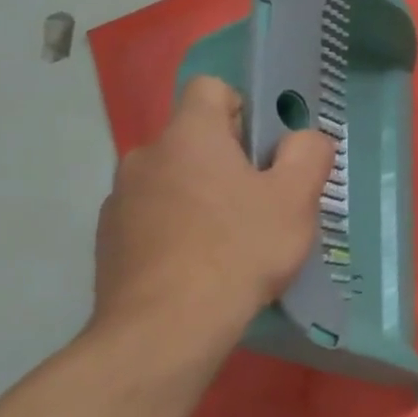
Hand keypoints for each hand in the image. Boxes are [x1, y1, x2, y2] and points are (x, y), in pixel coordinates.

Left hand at [91, 77, 334, 365]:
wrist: (165, 329)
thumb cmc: (239, 250)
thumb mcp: (296, 199)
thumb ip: (308, 154)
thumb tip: (305, 138)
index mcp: (190, 135)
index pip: (211, 88)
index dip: (244, 107)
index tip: (265, 149)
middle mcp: (146, 155)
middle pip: (194, 138)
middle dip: (228, 160)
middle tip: (261, 202)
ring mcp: (120, 199)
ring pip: (173, 179)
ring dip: (200, 195)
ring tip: (230, 241)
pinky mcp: (109, 240)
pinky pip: (152, 216)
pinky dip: (175, 228)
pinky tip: (198, 266)